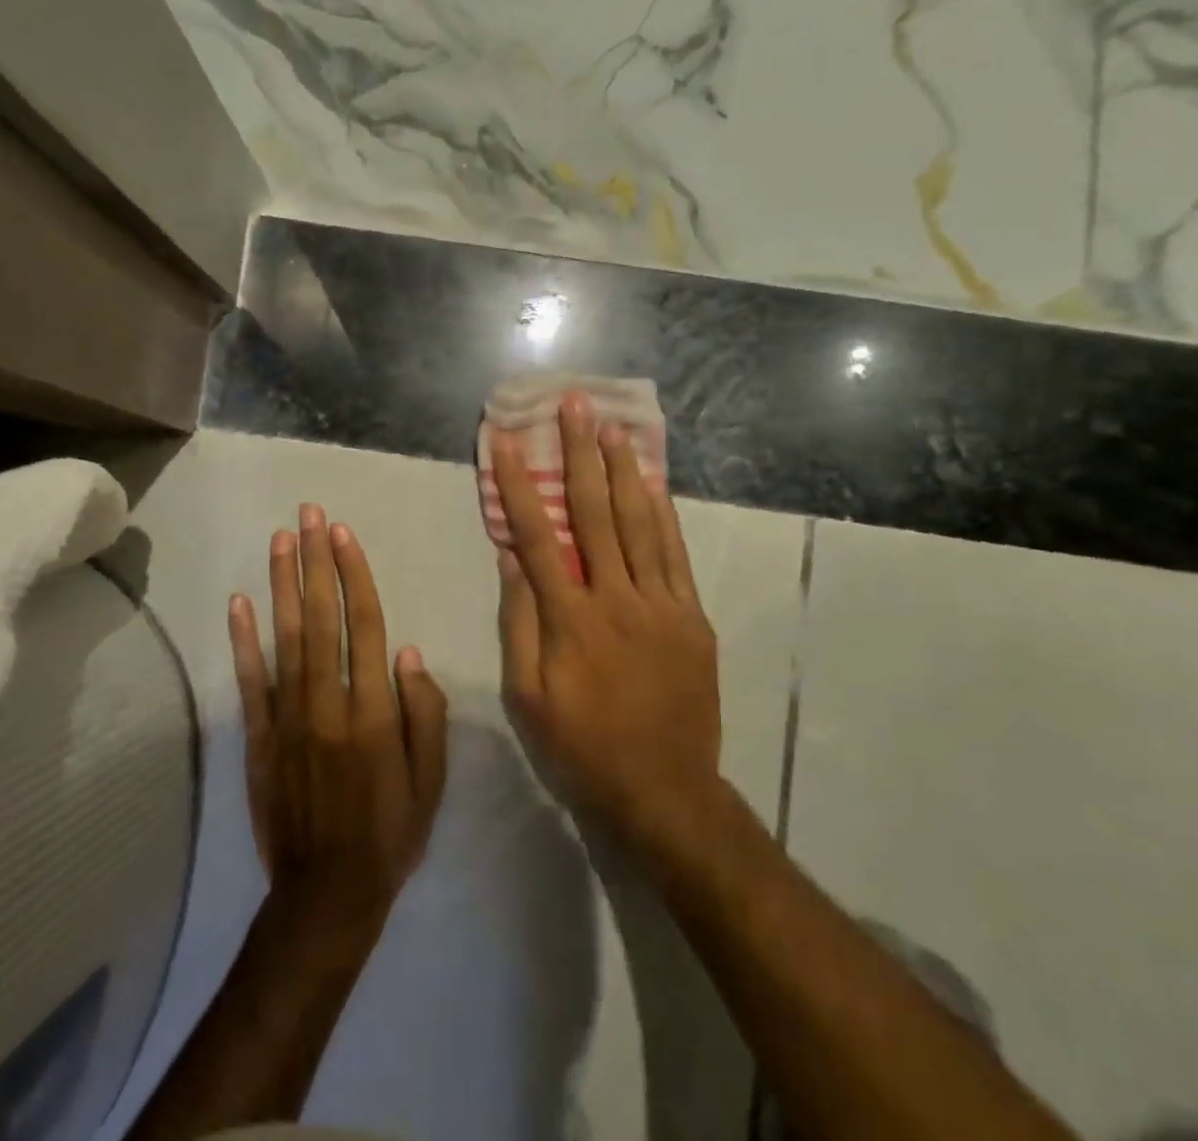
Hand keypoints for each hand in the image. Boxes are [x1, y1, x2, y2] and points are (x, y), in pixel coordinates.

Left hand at [229, 504, 448, 931]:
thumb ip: (425, 714)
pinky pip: (249, 682)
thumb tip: (410, 653)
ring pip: (285, 638)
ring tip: (280, 539)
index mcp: (373, 712)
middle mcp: (328, 704)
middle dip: (315, 562)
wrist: (326, 896)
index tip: (343, 534)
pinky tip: (239, 602)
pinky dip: (242, 641)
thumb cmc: (390, 833)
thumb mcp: (431, 781)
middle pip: (321, 618)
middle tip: (309, 514)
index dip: (353, 576)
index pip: (365, 626)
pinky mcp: (258, 739)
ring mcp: (288, 719)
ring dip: (282, 584)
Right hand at [492, 390, 720, 847]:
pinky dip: (663, 514)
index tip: (506, 440)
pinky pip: (675, 554)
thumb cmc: (583, 747)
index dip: (518, 483)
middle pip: (594, 512)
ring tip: (614, 426)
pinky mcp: (691, 616)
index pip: (537, 535)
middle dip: (580, 453)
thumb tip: (511, 559)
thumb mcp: (528, 698)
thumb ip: (520, 623)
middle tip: (575, 405)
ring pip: (640, 523)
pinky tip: (653, 483)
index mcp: (571, 619)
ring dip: (624, 470)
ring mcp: (661, 604)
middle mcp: (616, 598)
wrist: (665, 791)